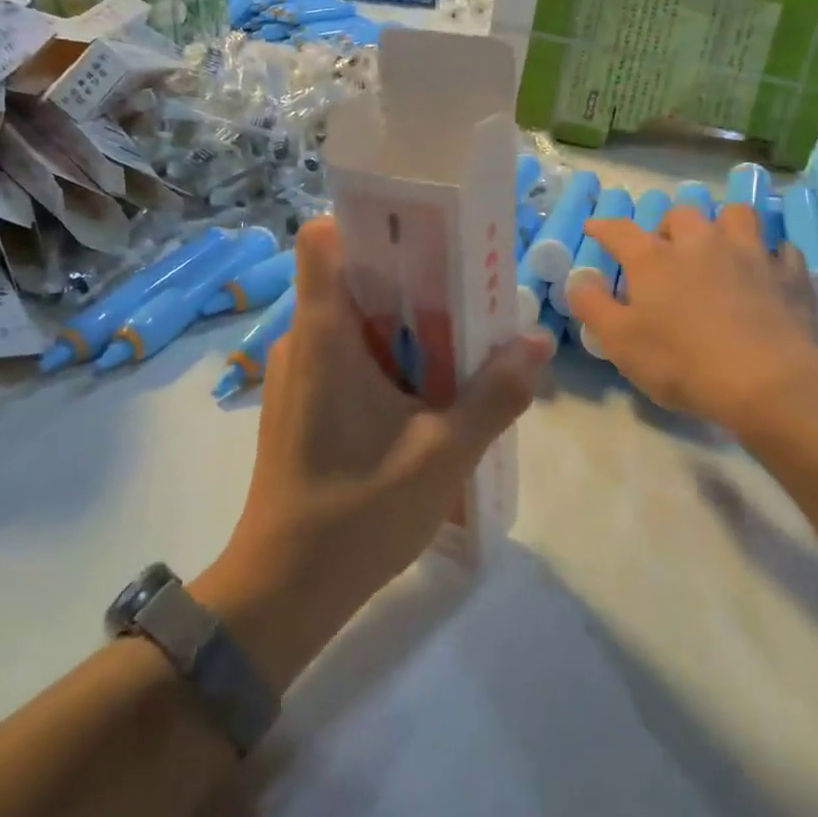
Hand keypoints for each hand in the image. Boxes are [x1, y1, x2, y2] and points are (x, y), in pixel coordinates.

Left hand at [207, 218, 551, 679]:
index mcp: (323, 332)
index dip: (369, 223)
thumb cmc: (357, 513)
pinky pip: (343, 356)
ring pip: (351, 321)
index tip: (424, 237)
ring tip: (458, 343)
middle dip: (410, 279)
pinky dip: (383, 358)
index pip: (323, 238)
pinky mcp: (299, 404)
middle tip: (468, 294)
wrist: (281, 592)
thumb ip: (495, 394)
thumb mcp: (443, 454)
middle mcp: (301, 339)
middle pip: (352, 278)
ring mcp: (296, 373)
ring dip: (402, 325)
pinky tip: (423, 394)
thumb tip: (536, 341)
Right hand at [566, 201, 817, 438]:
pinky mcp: (789, 275)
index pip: (619, 230)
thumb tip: (580, 279)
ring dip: (723, 225)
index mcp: (654, 259)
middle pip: (682, 214)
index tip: (594, 229)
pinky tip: (767, 271)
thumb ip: (593, 306)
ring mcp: (749, 254)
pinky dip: (771, 256)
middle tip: (667, 252)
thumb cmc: (682, 362)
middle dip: (670, 227)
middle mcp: (700, 243)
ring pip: (736, 216)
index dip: (603, 227)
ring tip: (719, 247)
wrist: (767, 380)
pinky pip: (782, 250)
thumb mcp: (620, 342)